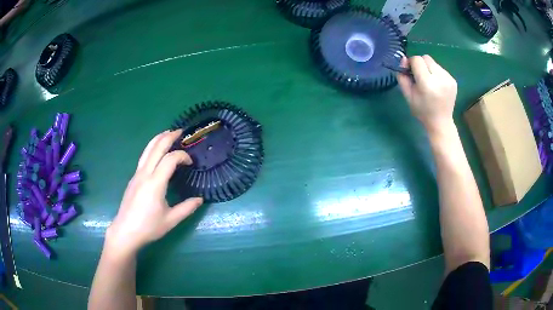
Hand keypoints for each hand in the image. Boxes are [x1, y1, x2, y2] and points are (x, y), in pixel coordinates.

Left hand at [105, 130, 202, 256]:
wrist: (125, 231)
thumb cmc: (148, 227)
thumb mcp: (171, 220)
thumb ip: (187, 208)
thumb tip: (200, 199)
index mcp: (155, 183)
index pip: (170, 159)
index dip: (182, 156)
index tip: (191, 163)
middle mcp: (145, 174)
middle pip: (156, 147)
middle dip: (169, 137)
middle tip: (181, 131)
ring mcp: (137, 174)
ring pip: (147, 150)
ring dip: (158, 139)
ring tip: (168, 133)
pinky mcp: (133, 178)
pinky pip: (144, 157)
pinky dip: (152, 148)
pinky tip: (157, 152)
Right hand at [397, 55, 457, 132]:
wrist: (441, 123)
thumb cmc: (422, 111)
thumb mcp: (408, 96)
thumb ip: (403, 77)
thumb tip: (403, 59)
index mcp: (427, 83)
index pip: (417, 60)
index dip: (411, 63)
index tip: (409, 71)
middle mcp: (440, 79)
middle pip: (426, 58)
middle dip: (420, 64)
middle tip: (419, 76)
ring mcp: (448, 79)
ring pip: (434, 62)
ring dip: (429, 68)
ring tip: (429, 82)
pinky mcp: (453, 80)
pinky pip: (441, 69)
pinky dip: (436, 73)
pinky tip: (436, 85)